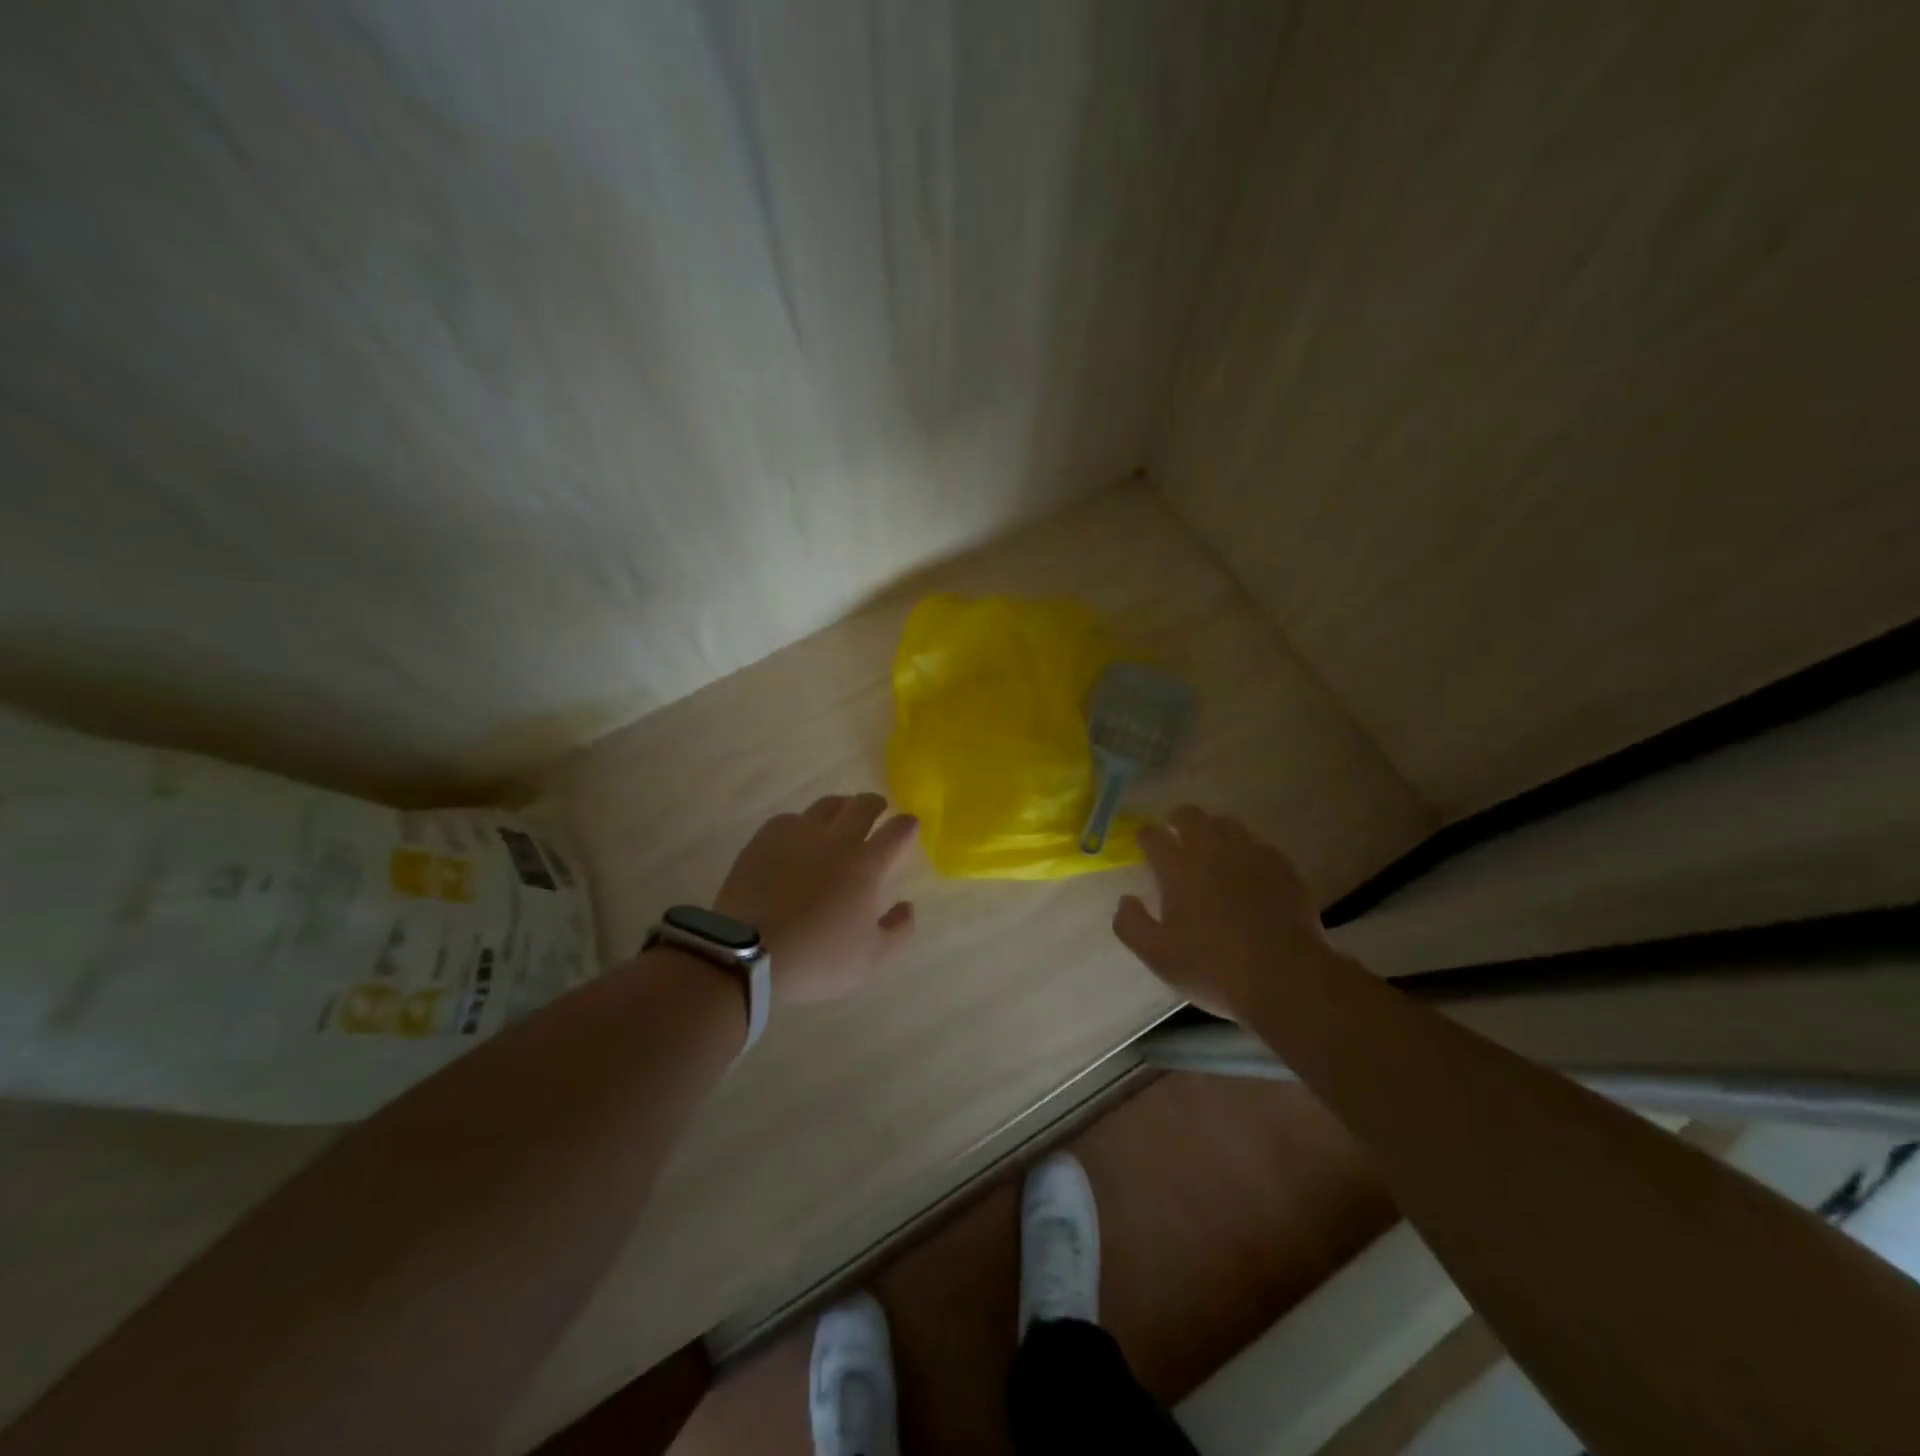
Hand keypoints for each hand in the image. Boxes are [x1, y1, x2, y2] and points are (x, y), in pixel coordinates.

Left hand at [711, 793, 919, 1003]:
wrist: (747, 953)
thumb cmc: (816, 958)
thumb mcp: (869, 959)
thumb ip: (897, 930)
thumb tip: (907, 906)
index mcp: (867, 864)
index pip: (898, 831)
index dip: (908, 825)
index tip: (910, 825)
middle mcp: (836, 839)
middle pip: (863, 805)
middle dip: (876, 804)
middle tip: (878, 810)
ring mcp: (798, 834)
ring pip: (827, 805)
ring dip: (841, 808)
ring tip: (841, 818)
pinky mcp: (765, 838)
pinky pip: (790, 819)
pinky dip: (802, 824)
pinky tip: (798, 838)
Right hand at [1112, 805, 1333, 1019]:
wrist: (1285, 978)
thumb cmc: (1212, 968)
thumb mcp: (1157, 956)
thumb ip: (1131, 924)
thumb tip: (1125, 900)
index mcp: (1178, 867)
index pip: (1153, 835)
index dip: (1145, 836)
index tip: (1144, 844)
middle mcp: (1212, 850)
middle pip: (1190, 815)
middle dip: (1176, 820)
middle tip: (1174, 836)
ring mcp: (1250, 854)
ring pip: (1226, 823)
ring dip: (1212, 830)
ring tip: (1211, 849)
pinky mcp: (1282, 867)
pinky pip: (1258, 845)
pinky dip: (1246, 851)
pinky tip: (1248, 870)